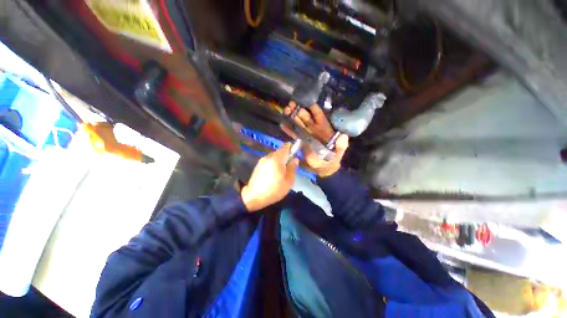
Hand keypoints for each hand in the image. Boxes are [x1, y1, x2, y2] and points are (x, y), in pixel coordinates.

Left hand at [241, 143, 298, 211]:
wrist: (253, 196)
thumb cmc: (274, 189)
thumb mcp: (288, 181)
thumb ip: (293, 168)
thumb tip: (295, 159)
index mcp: (276, 159)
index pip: (285, 147)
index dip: (291, 148)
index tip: (295, 152)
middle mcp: (268, 157)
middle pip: (279, 152)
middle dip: (285, 156)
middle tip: (289, 166)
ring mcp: (262, 161)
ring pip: (274, 157)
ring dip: (279, 161)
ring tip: (282, 172)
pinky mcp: (258, 166)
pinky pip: (269, 161)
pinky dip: (273, 164)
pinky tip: (274, 174)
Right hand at [281, 103, 349, 177]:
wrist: (324, 167)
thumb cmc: (333, 158)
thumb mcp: (339, 151)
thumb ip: (341, 145)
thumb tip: (343, 136)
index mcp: (323, 128)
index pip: (318, 114)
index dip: (312, 107)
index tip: (305, 101)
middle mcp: (313, 128)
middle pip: (305, 117)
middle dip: (298, 110)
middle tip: (291, 105)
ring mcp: (305, 134)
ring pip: (298, 123)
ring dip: (291, 117)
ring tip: (285, 111)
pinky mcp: (300, 141)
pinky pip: (293, 133)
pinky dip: (288, 129)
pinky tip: (282, 124)